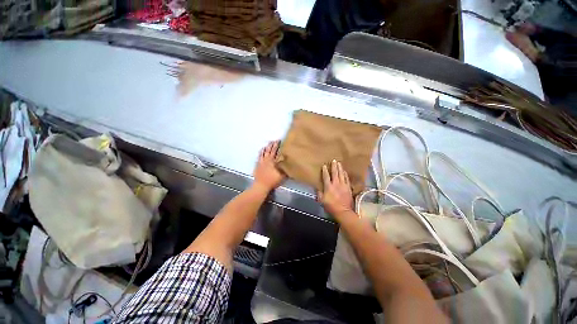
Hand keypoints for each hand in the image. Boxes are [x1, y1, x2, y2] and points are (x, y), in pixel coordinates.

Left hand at [253, 141, 284, 191]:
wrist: (261, 185)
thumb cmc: (272, 181)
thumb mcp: (282, 176)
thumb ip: (285, 169)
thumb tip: (289, 163)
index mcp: (274, 162)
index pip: (277, 152)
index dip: (278, 146)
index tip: (280, 141)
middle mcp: (268, 160)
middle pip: (271, 150)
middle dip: (273, 145)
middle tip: (275, 140)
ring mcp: (262, 162)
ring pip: (265, 152)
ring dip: (267, 147)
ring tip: (269, 143)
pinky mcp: (258, 164)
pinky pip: (260, 156)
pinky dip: (261, 152)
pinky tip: (262, 149)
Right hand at [318, 160, 353, 215]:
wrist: (343, 211)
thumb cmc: (331, 206)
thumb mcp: (322, 201)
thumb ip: (319, 194)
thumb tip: (318, 188)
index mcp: (329, 187)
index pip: (326, 176)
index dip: (325, 170)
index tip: (324, 165)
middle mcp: (336, 184)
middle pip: (335, 173)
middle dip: (334, 166)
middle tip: (334, 160)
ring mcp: (343, 185)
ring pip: (341, 174)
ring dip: (340, 168)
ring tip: (339, 163)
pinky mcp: (348, 188)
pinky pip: (347, 179)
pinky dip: (345, 174)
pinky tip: (344, 171)